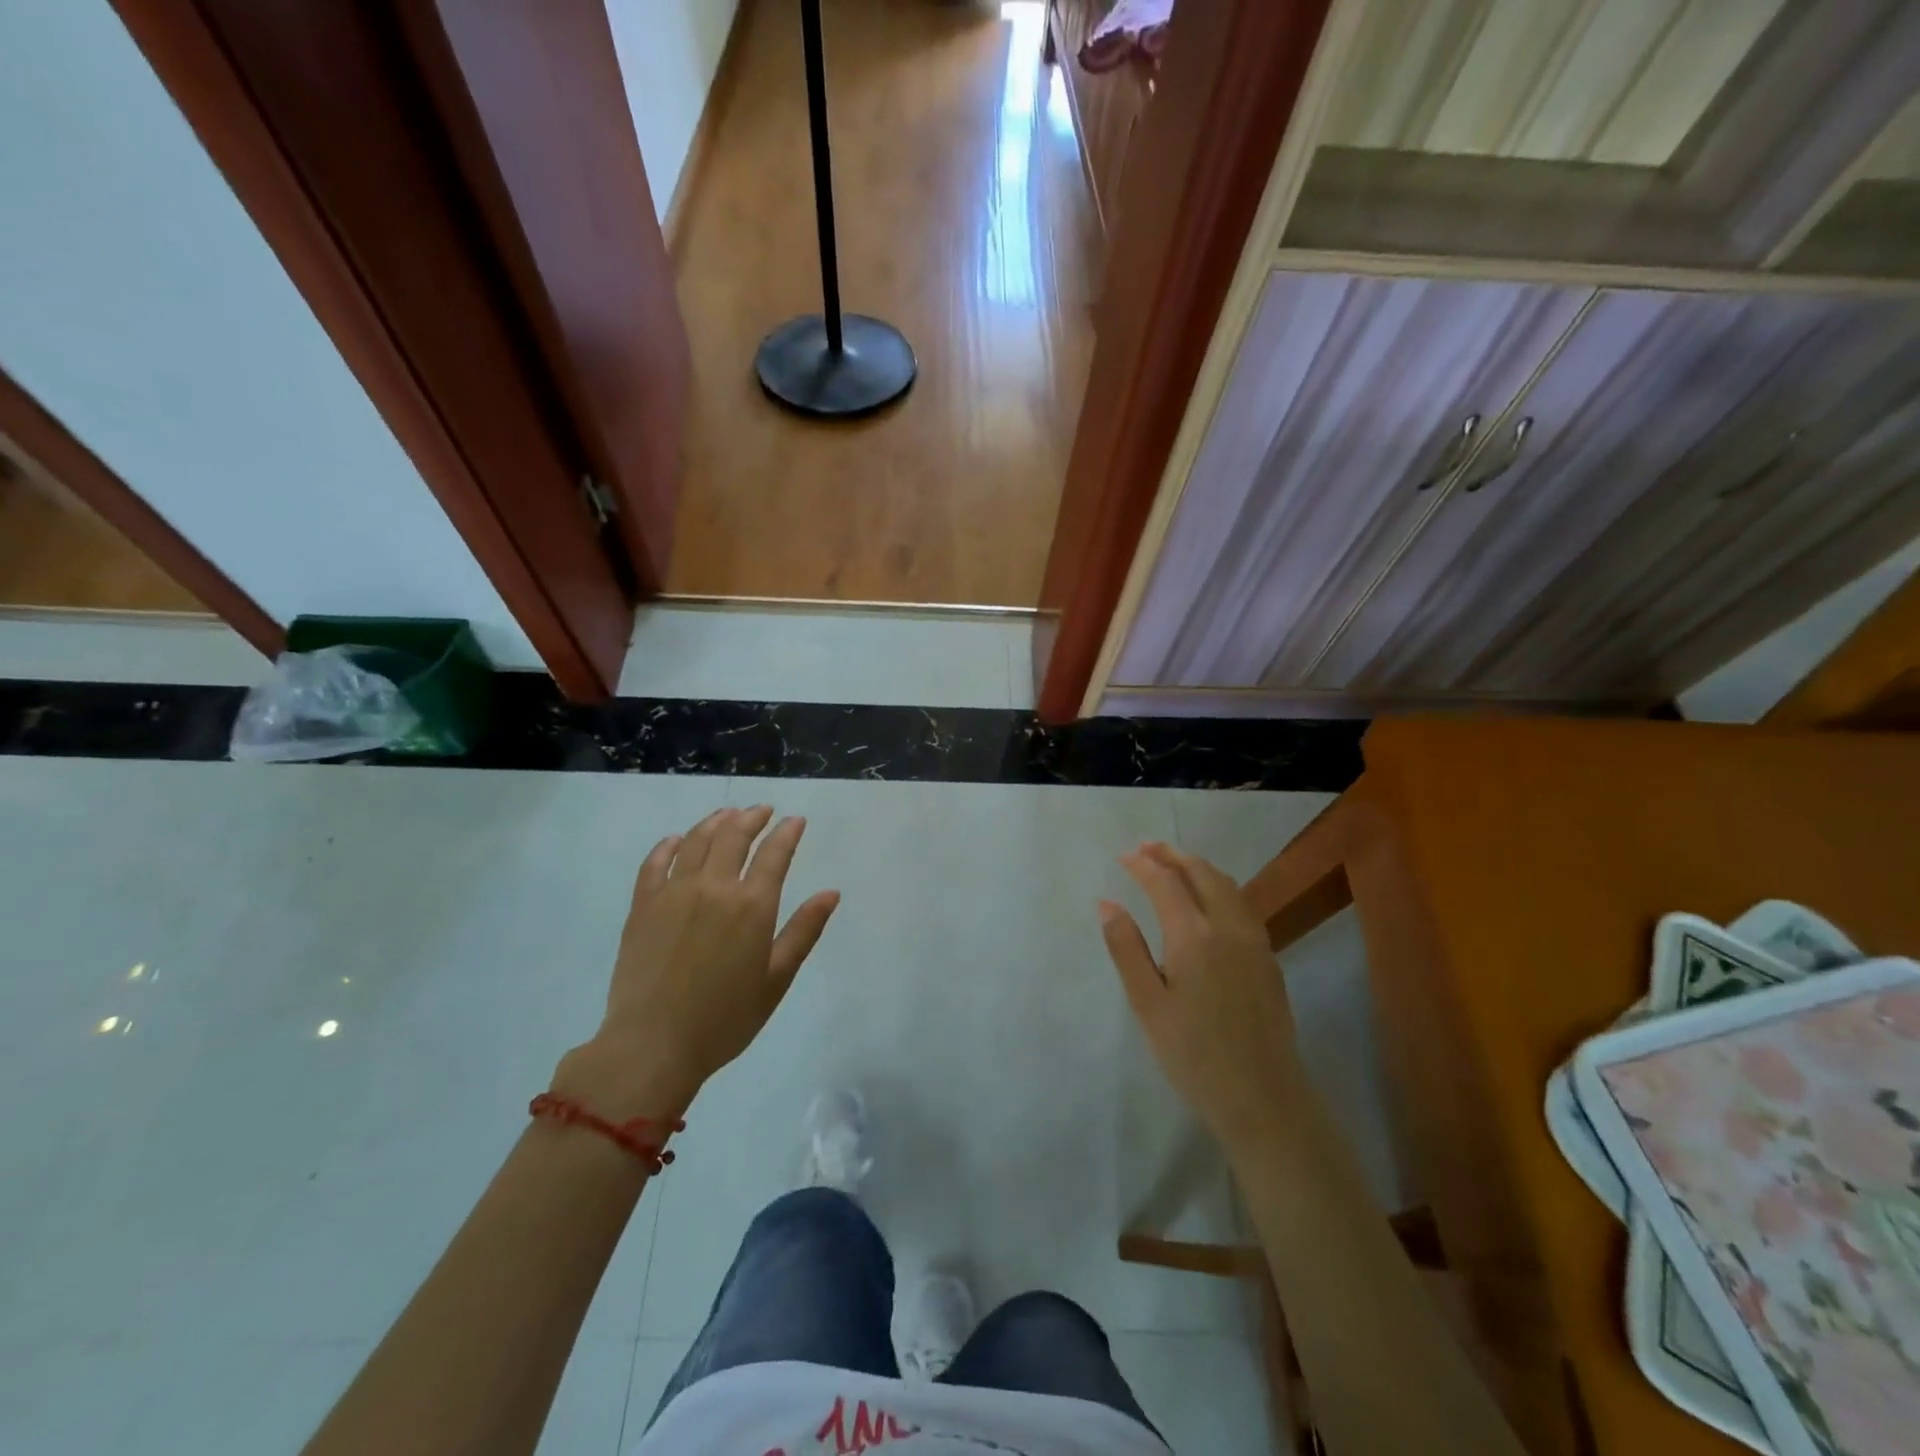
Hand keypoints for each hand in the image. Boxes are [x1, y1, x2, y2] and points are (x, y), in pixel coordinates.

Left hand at [555, 806, 839, 1119]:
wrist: (653, 1045)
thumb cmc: (725, 1018)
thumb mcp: (777, 978)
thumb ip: (804, 930)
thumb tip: (830, 893)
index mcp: (752, 905)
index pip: (775, 853)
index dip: (787, 832)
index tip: (796, 821)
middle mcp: (714, 887)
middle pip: (734, 836)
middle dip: (752, 817)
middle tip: (763, 810)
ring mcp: (673, 892)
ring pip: (696, 840)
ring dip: (716, 822)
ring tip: (727, 815)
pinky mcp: (643, 905)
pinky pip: (655, 862)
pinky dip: (669, 845)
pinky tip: (676, 841)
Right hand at [1099, 842, 1303, 1152]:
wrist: (1263, 1098)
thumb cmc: (1194, 1054)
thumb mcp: (1147, 1004)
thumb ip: (1127, 948)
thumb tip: (1107, 903)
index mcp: (1194, 936)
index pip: (1166, 882)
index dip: (1143, 864)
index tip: (1123, 856)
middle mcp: (1228, 927)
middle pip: (1202, 873)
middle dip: (1173, 855)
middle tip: (1148, 848)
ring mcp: (1255, 942)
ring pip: (1227, 886)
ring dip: (1199, 868)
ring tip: (1175, 865)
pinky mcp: (1269, 960)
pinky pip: (1241, 905)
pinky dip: (1219, 887)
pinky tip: (1208, 902)